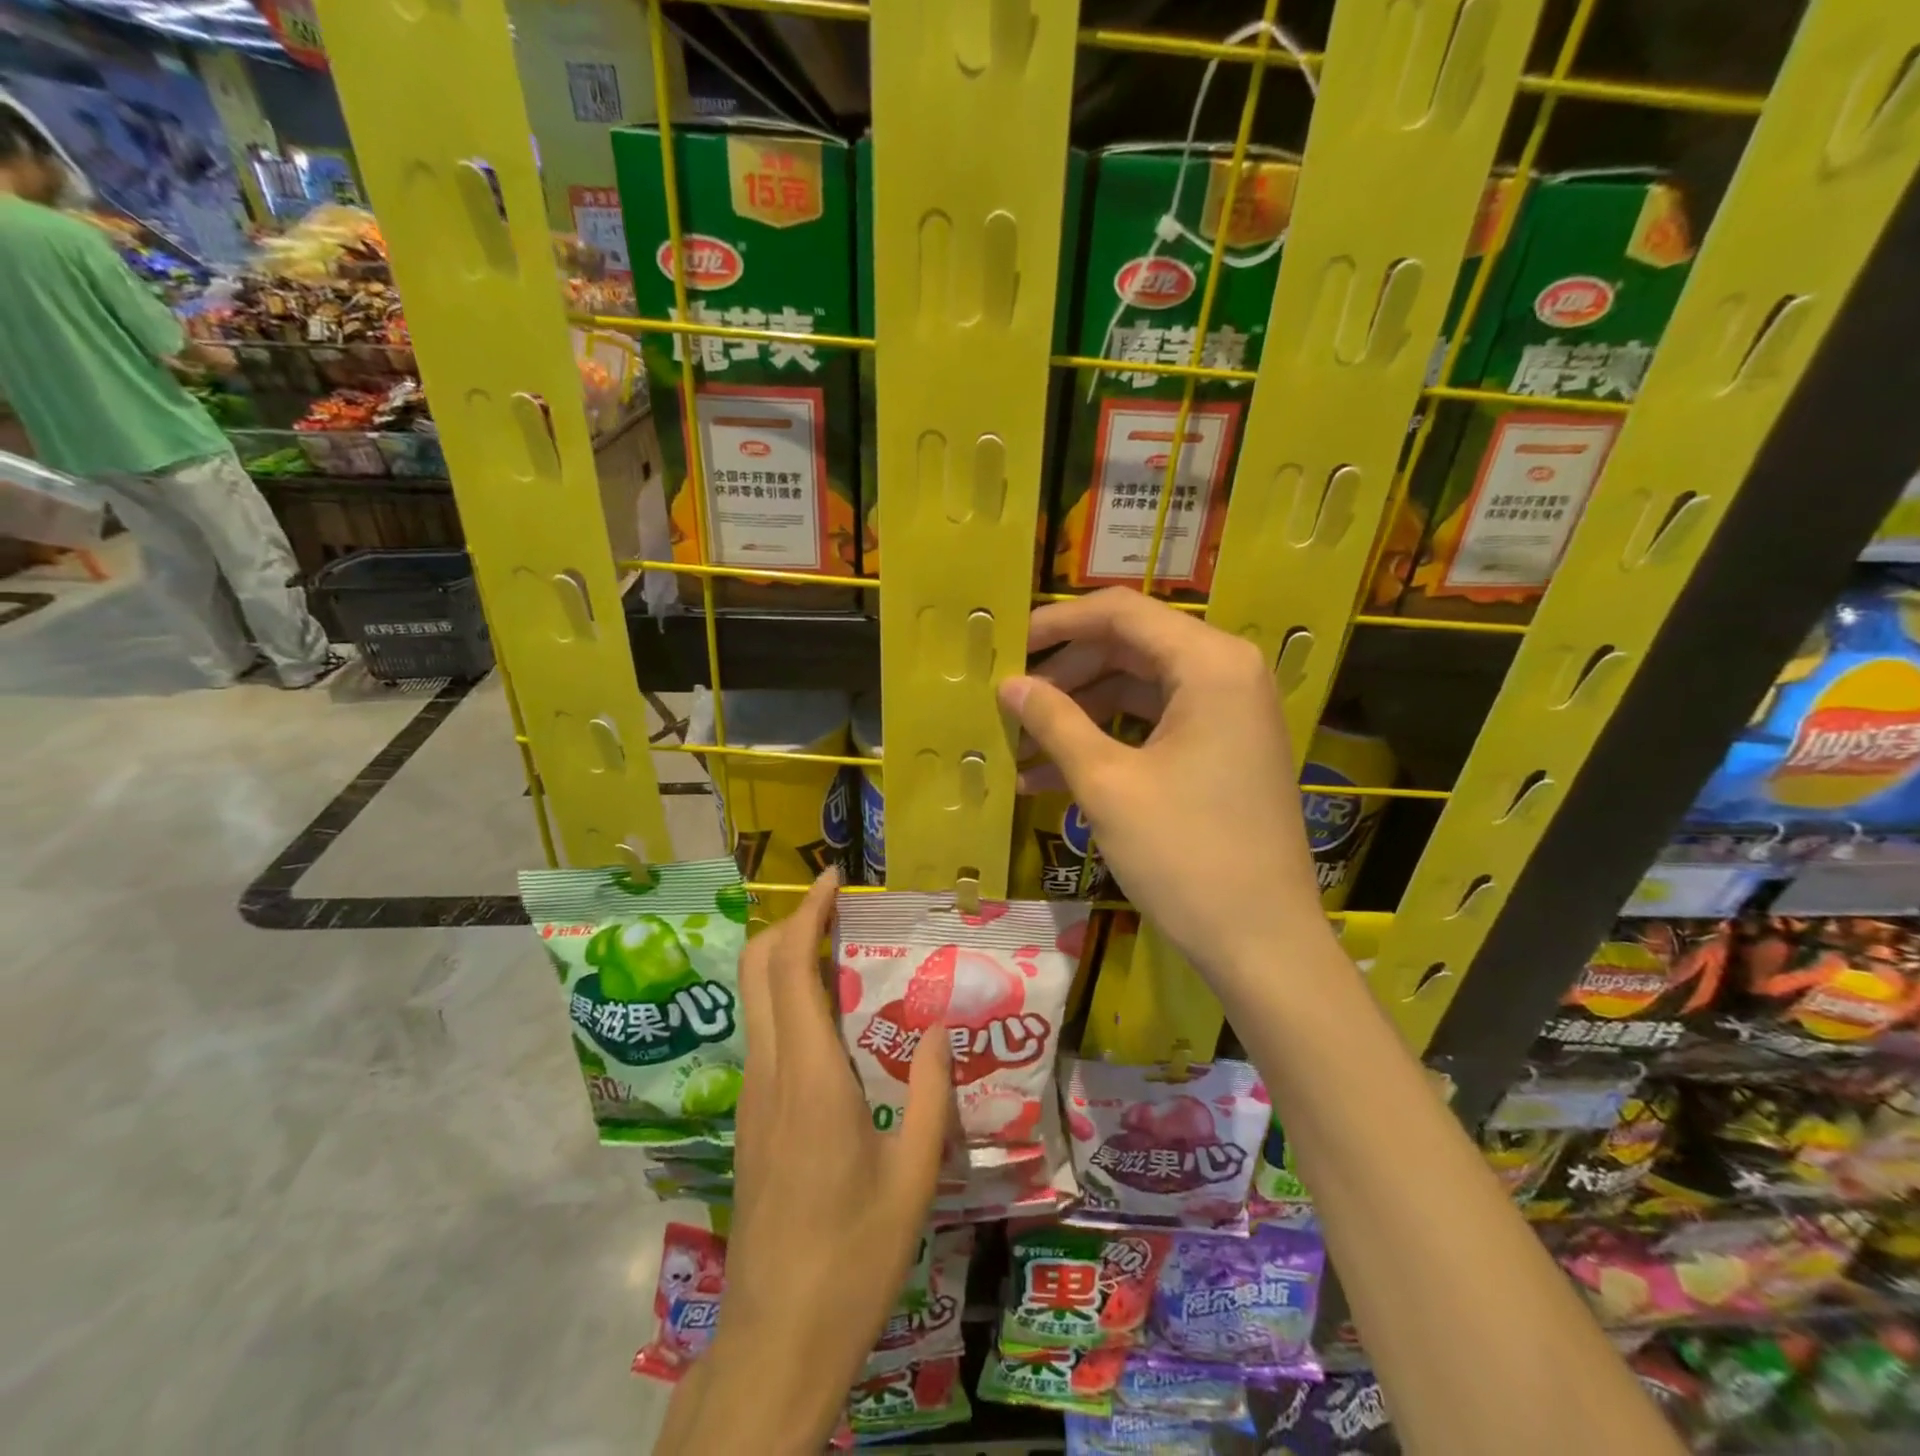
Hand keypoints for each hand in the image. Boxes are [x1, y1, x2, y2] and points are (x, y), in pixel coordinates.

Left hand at [661, 870, 950, 1453]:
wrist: (776, 1338)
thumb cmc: (854, 1257)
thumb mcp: (915, 1175)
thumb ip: (933, 1093)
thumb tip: (943, 1026)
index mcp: (812, 1078)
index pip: (792, 968)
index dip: (807, 913)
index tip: (833, 879)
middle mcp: (772, 1073)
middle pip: (757, 969)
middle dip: (789, 924)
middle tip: (837, 912)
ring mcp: (753, 1097)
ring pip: (755, 1000)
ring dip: (788, 961)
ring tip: (844, 955)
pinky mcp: (750, 1120)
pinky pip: (764, 1033)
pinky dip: (788, 1000)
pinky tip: (833, 1022)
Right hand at [997, 589, 1327, 982]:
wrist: (1262, 943)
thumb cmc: (1184, 854)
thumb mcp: (1107, 784)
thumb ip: (1054, 722)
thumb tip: (1009, 684)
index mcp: (1210, 663)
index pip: (1122, 612)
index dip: (1059, 622)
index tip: (1008, 643)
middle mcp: (1227, 674)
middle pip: (1130, 648)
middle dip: (1065, 673)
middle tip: (1011, 699)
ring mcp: (1230, 714)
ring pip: (1139, 690)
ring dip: (1079, 713)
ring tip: (1021, 744)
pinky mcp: (1223, 751)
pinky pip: (1156, 726)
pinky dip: (1108, 741)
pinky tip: (1053, 773)